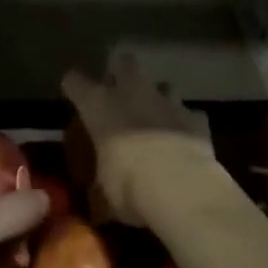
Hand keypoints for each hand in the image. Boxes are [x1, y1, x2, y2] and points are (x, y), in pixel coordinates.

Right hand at [61, 51, 217, 226]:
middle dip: (122, 72)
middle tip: (119, 93)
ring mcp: (167, 101)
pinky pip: (189, 114)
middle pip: (124, 62)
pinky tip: (183, 139)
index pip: (75, 81)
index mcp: (99, 105)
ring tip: (155, 117)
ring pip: (162, 84)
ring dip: (158, 97)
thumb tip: (95, 205)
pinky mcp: (195, 117)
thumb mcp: (103, 196)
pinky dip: (185, 124)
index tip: (72, 94)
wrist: (181, 188)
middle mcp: (132, 92)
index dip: (73, 86)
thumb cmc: (129, 187)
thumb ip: (98, 192)